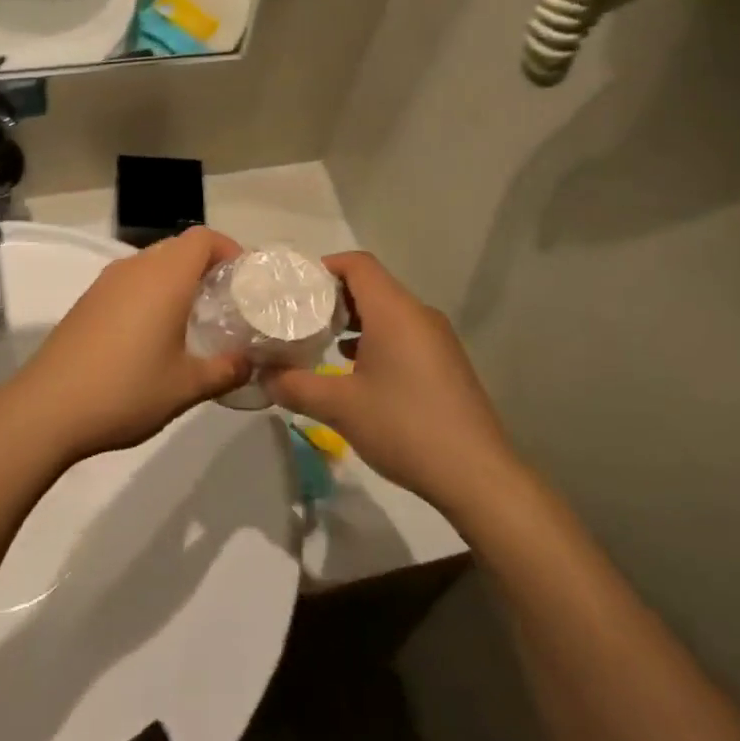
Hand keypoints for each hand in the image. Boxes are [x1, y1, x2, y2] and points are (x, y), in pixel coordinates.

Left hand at [0, 227, 250, 464]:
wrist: (47, 408)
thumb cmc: (126, 390)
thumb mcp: (186, 387)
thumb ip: (225, 370)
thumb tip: (249, 363)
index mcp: (164, 277)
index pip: (203, 238)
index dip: (230, 250)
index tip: (245, 280)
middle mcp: (134, 268)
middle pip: (178, 248)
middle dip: (206, 267)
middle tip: (226, 303)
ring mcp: (105, 283)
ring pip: (152, 265)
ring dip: (176, 281)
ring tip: (194, 320)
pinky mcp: (87, 302)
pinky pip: (129, 283)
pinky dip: (150, 294)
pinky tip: (153, 335)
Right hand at [265, 252, 521, 515]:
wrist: (476, 476)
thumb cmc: (404, 427)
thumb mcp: (339, 407)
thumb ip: (294, 385)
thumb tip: (262, 376)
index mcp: (395, 311)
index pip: (357, 264)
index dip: (323, 267)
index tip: (293, 288)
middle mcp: (419, 315)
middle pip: (372, 285)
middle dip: (333, 296)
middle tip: (298, 317)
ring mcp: (437, 339)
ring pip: (388, 312)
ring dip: (353, 320)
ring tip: (320, 342)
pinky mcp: (445, 363)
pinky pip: (403, 334)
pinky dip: (375, 339)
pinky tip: (354, 369)